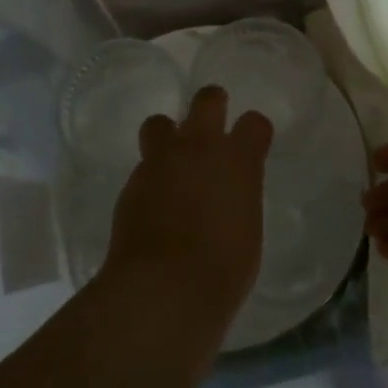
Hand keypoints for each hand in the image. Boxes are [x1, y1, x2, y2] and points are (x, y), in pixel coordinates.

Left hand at [103, 86, 273, 332]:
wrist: (163, 287)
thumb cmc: (222, 269)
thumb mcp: (247, 230)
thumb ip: (239, 200)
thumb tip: (228, 197)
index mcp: (239, 160)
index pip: (255, 123)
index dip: (255, 130)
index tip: (254, 141)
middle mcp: (200, 148)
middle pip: (207, 100)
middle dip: (212, 103)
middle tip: (212, 120)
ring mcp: (161, 161)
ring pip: (160, 123)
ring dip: (168, 136)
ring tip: (171, 160)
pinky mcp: (132, 182)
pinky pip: (143, 165)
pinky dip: (151, 176)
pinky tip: (154, 202)